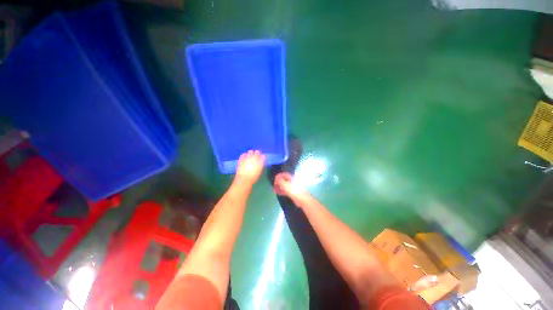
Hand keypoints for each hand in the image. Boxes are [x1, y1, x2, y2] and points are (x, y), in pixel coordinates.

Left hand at [235, 150, 265, 184]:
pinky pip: (243, 154)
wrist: (244, 179)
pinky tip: (244, 157)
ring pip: (250, 151)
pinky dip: (244, 155)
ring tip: (250, 156)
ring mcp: (248, 157)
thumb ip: (260, 165)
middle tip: (256, 157)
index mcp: (261, 161)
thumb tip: (259, 163)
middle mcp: (255, 157)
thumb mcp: (259, 171)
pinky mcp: (242, 158)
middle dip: (257, 153)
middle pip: (257, 152)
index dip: (262, 157)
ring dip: (251, 153)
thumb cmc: (254, 177)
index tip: (261, 159)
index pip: (263, 156)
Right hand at [273, 172, 309, 204]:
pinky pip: (286, 190)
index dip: (278, 176)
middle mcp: (292, 181)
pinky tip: (278, 193)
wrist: (302, 199)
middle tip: (273, 185)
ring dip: (279, 187)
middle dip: (278, 182)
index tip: (274, 179)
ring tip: (274, 190)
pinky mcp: (293, 193)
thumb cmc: (293, 191)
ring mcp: (293, 187)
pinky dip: (282, 191)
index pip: (284, 174)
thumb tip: (276, 179)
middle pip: (284, 180)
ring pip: (284, 186)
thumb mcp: (285, 185)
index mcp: (291, 178)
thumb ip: (280, 181)